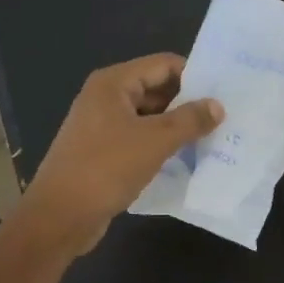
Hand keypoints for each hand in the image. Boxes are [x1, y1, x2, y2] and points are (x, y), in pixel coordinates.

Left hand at [18, 54, 223, 252]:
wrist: (59, 217)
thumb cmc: (106, 168)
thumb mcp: (155, 141)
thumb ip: (190, 120)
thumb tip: (217, 106)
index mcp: (114, 83)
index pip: (163, 65)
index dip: (194, 75)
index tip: (224, 92)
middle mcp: (105, 97)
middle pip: (156, 88)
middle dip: (188, 102)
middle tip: (224, 116)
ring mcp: (101, 125)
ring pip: (149, 115)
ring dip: (176, 125)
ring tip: (212, 137)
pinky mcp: (102, 151)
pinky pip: (139, 137)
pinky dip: (161, 144)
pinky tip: (185, 157)